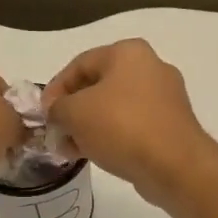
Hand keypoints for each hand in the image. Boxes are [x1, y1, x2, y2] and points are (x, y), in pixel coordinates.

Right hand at [42, 39, 217, 205]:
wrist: (174, 165)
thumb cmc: (121, 126)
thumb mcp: (75, 113)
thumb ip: (58, 108)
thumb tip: (58, 113)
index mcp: (128, 52)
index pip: (79, 64)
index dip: (55, 89)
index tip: (43, 114)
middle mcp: (151, 67)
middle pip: (98, 86)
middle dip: (73, 110)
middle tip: (56, 133)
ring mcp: (165, 97)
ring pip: (115, 107)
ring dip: (89, 126)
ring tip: (72, 149)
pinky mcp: (171, 125)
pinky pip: (133, 125)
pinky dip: (112, 136)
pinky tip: (96, 154)